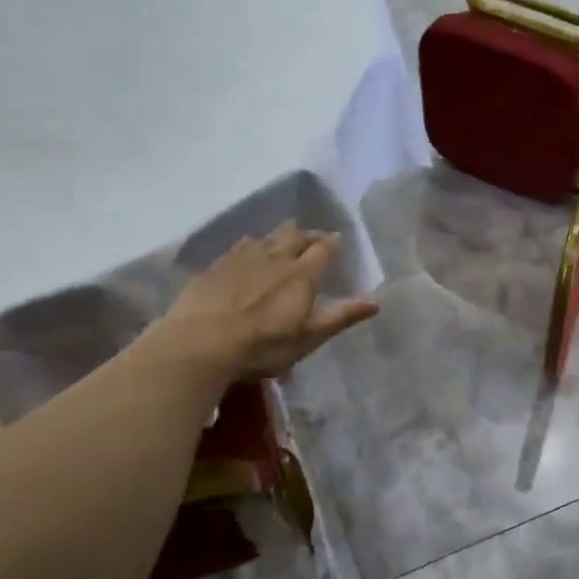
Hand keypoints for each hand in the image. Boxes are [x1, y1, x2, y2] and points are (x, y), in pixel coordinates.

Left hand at [157, 222, 378, 379]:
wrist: (202, 342)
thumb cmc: (264, 344)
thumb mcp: (309, 336)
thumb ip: (341, 316)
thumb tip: (376, 302)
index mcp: (302, 274)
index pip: (323, 249)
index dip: (332, 243)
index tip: (338, 239)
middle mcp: (275, 257)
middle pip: (296, 236)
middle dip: (308, 235)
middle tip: (314, 238)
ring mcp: (243, 257)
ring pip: (268, 236)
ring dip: (280, 235)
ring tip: (285, 238)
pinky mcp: (217, 265)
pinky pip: (241, 245)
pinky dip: (253, 244)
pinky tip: (249, 249)